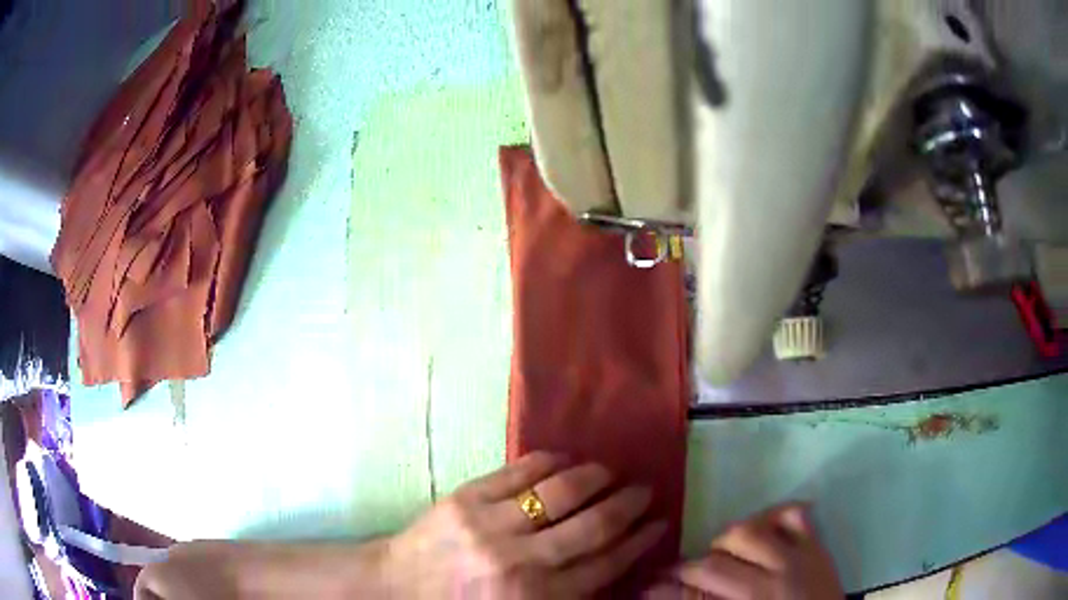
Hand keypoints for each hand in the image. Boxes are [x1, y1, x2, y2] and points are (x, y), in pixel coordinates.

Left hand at [382, 452, 666, 597]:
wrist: (398, 587)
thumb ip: (566, 594)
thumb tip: (614, 561)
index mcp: (537, 598)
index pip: (605, 565)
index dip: (639, 542)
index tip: (659, 523)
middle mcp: (522, 562)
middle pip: (594, 527)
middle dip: (628, 506)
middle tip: (645, 491)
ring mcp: (492, 526)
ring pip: (561, 493)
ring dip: (595, 478)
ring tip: (611, 472)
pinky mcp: (466, 499)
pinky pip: (519, 472)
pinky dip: (550, 461)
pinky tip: (567, 459)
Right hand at [646, 504, 841, 599]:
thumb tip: (654, 590)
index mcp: (755, 595)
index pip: (706, 573)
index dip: (677, 575)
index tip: (659, 580)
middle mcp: (778, 570)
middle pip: (727, 545)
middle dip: (705, 558)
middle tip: (701, 574)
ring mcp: (801, 552)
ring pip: (755, 525)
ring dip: (733, 537)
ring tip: (731, 555)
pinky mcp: (817, 544)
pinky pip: (794, 514)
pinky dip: (774, 516)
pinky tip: (763, 531)